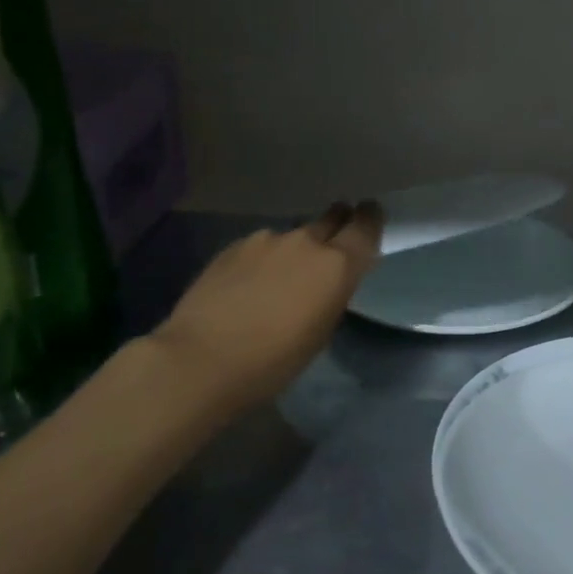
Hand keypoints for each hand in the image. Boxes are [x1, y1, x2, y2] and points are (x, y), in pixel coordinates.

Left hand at [152, 202, 382, 415]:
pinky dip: (265, 259)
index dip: (370, 217)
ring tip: (283, 276)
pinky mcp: (233, 247)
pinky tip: (251, 284)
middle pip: (331, 218)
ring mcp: (266, 240)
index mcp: (337, 265)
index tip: (371, 214)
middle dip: (338, 223)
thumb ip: (333, 292)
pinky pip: (262, 246)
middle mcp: (306, 242)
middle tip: (334, 240)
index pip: (365, 225)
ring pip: (293, 235)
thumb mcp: (322, 329)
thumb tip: (329, 278)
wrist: (201, 359)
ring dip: (296, 248)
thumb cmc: (275, 360)